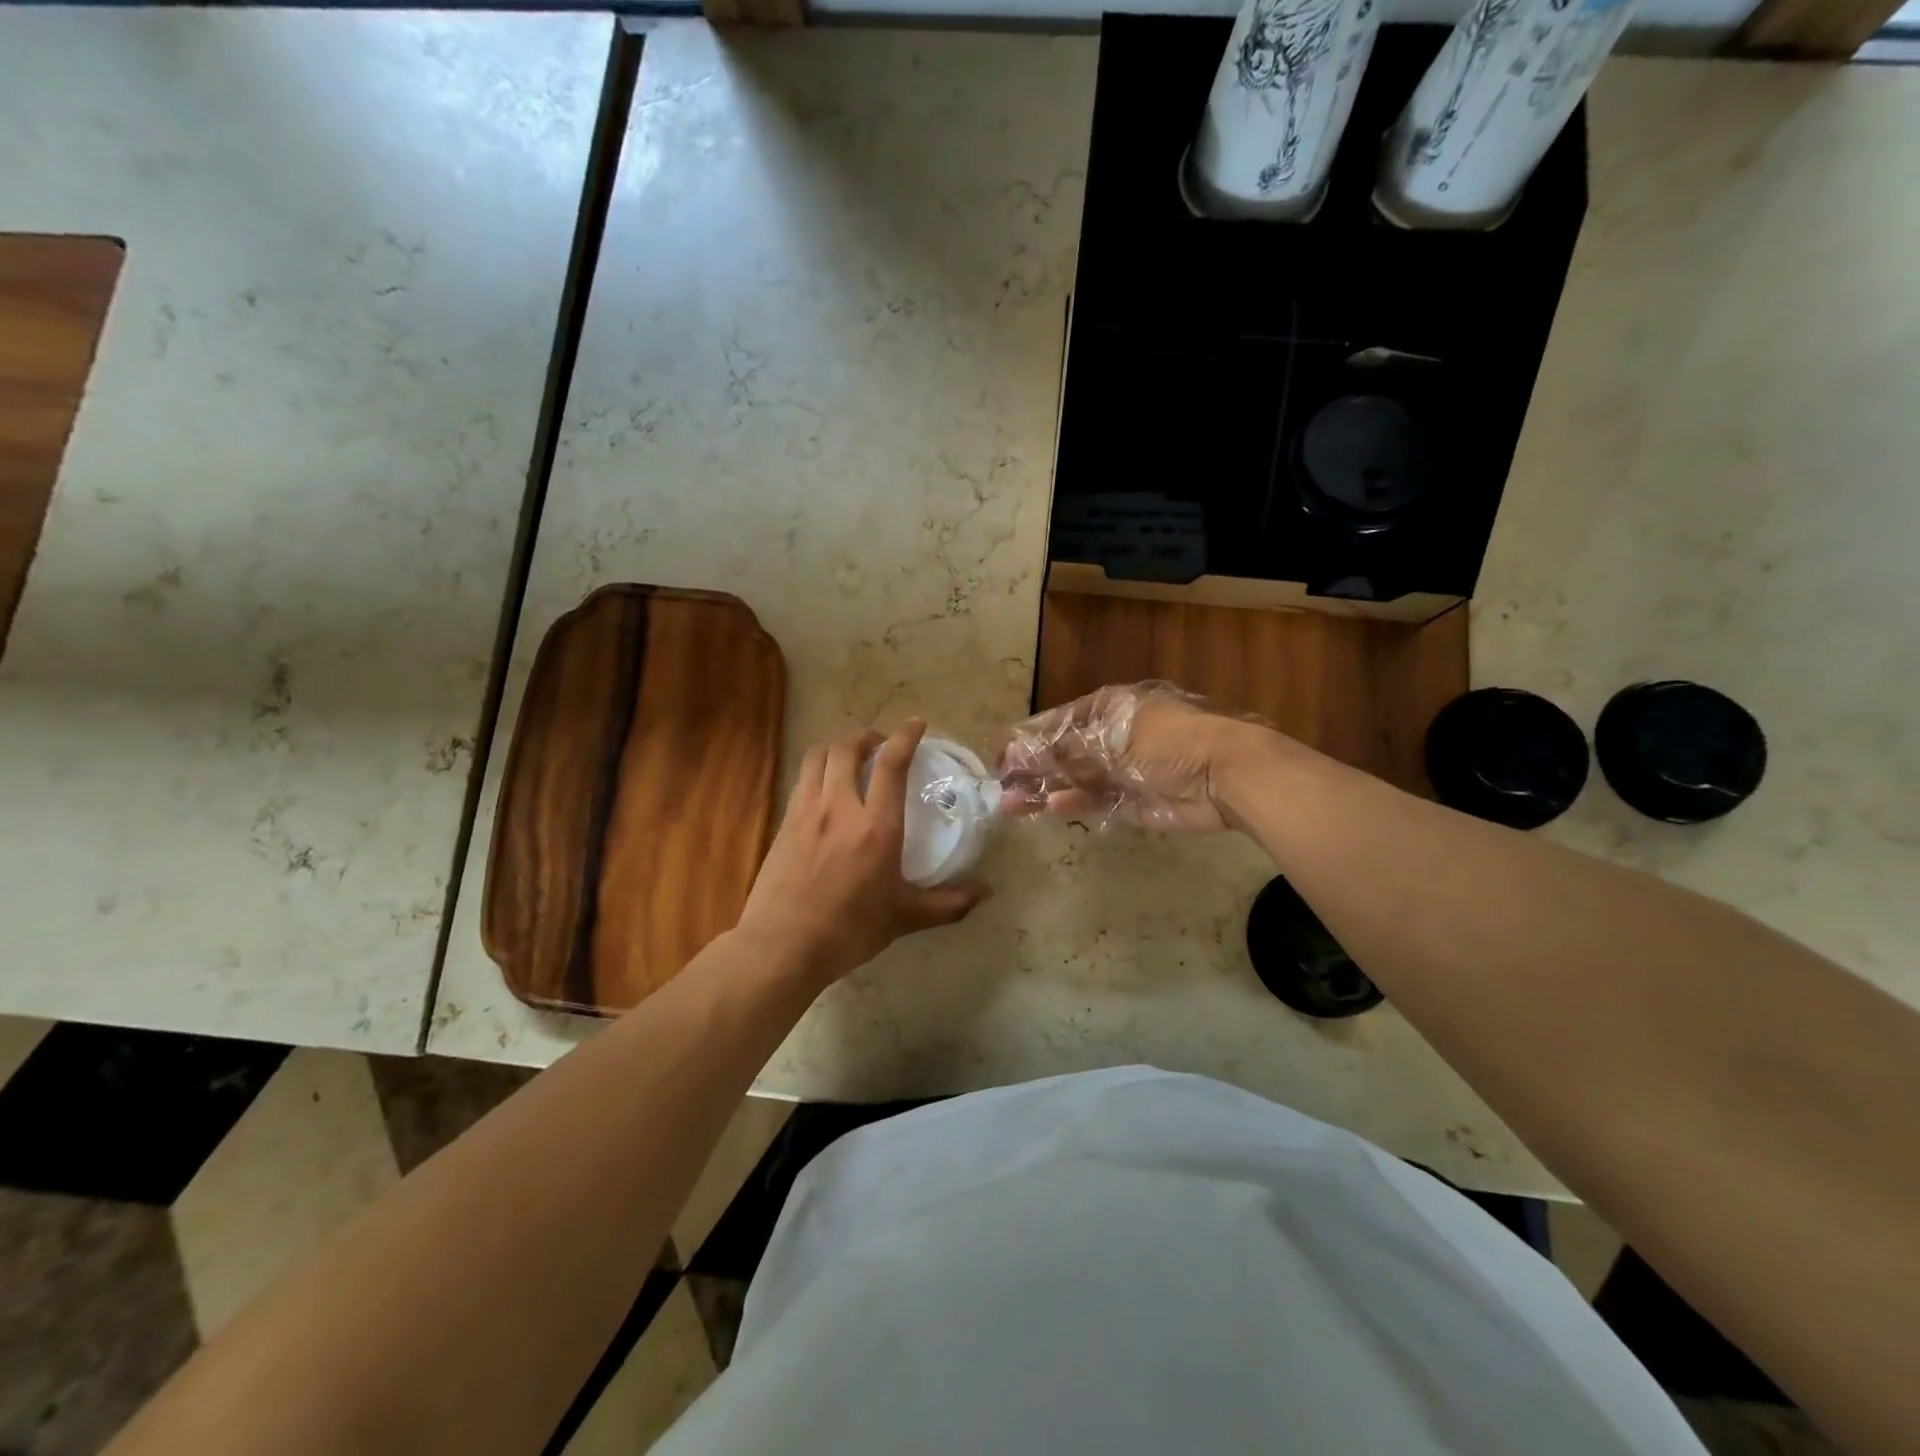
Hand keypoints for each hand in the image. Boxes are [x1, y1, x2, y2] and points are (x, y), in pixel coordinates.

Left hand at [736, 720, 989, 989]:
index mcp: (876, 826)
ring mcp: (807, 812)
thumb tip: (985, 893)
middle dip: (866, 737)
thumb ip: (947, 904)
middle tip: (880, 744)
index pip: (892, 764)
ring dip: (837, 747)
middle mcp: (840, 808)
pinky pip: (802, 781)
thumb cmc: (849, 930)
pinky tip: (825, 790)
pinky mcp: (784, 824)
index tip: (916, 724)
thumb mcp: (904, 918)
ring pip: (818, 757)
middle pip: (847, 748)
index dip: (905, 736)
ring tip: (851, 757)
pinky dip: (817, 771)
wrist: (781, 946)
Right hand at [997, 683, 1277, 833]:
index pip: (1058, 721)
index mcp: (1109, 708)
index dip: (1029, 739)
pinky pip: (1095, 801)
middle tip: (1002, 787)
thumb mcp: (1113, 737)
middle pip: (1063, 753)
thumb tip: (1019, 754)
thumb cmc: (1169, 741)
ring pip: (1074, 780)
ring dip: (1046, 790)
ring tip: (1013, 806)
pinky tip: (1053, 808)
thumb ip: (1064, 749)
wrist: (1226, 775)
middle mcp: (1112, 737)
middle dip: (1032, 769)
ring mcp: (1122, 770)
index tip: (1002, 758)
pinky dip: (1074, 803)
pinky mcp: (1132, 801)